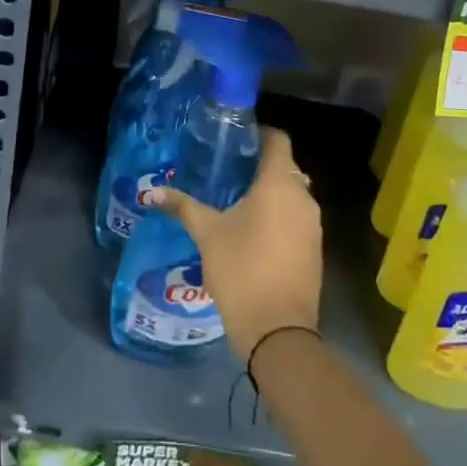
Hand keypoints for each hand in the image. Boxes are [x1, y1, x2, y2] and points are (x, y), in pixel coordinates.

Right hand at [143, 126, 322, 365]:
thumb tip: (152, 192)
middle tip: (228, 169)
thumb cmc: (242, 269)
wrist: (278, 332)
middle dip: (259, 166)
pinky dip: (278, 216)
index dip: (259, 134)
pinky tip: (253, 230)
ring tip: (236, 199)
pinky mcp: (314, 249)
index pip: (278, 140)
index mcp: (279, 183)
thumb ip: (183, 207)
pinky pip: (296, 218)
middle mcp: (303, 197)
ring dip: (270, 193)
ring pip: (292, 195)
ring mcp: (313, 225)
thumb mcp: (207, 234)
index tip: (236, 138)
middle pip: (285, 167)